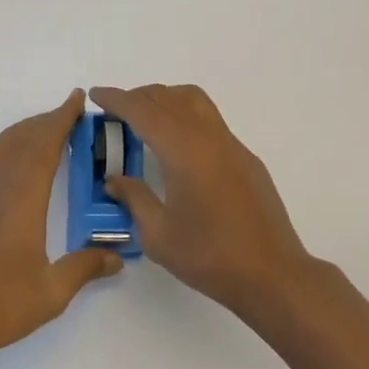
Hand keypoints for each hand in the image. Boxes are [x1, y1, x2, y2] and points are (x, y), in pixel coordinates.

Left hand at [0, 89, 122, 364]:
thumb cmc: (1, 306)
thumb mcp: (54, 291)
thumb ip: (85, 268)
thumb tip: (117, 258)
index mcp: (24, 200)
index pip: (45, 147)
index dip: (61, 120)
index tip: (76, 100)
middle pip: (21, 142)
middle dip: (45, 123)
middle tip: (68, 115)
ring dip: (18, 134)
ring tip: (39, 130)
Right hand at [91, 84, 314, 318]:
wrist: (272, 274)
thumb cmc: (210, 257)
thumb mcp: (159, 236)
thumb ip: (134, 199)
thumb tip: (115, 179)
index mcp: (184, 151)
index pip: (144, 111)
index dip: (117, 99)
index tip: (96, 94)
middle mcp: (208, 137)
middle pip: (168, 98)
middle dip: (138, 96)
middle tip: (114, 110)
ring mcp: (231, 144)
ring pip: (194, 101)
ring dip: (165, 99)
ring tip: (145, 118)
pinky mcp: (245, 157)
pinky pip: (209, 119)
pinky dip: (185, 115)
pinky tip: (178, 145)